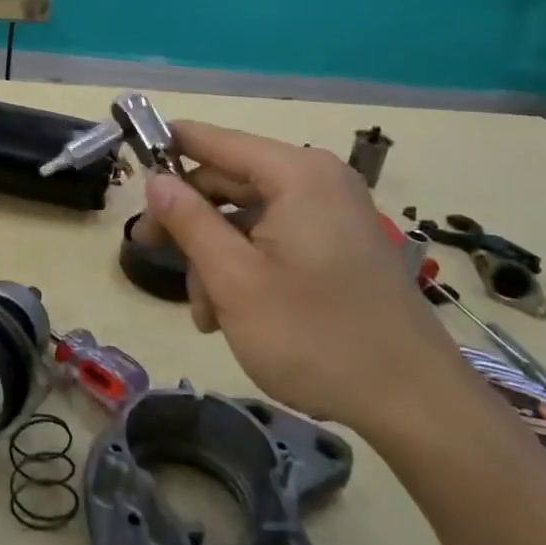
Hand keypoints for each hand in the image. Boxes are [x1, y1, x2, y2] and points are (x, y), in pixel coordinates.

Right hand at [136, 122, 461, 434]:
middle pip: (228, 181)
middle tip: (149, 253)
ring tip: (204, 313)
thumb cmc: (315, 335)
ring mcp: (332, 215)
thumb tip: (156, 179)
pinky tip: (231, 312)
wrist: (416, 404)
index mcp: (295, 174)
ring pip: (247, 217)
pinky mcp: (339, 246)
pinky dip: (246, 266)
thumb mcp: (234, 279)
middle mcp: (317, 181)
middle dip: (190, 222)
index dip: (167, 147)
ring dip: (215, 256)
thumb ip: (189, 221)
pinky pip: (275, 238)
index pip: (213, 140)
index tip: (130, 164)